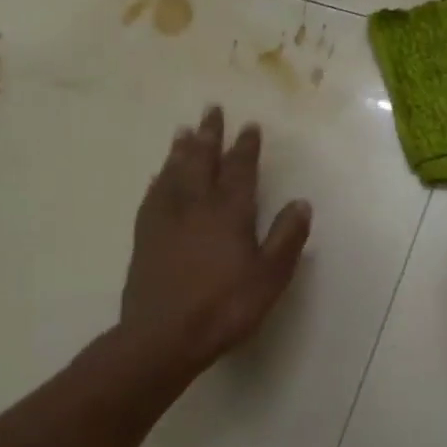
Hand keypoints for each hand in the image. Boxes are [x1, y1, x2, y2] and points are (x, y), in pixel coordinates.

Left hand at [122, 107, 312, 367]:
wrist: (164, 336)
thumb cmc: (225, 307)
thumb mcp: (270, 276)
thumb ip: (286, 238)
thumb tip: (301, 202)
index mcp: (230, 214)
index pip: (240, 171)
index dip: (245, 148)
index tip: (249, 126)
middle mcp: (196, 207)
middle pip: (202, 162)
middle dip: (209, 135)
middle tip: (211, 110)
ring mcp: (166, 221)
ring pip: (174, 174)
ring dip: (181, 151)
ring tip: (183, 131)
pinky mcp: (145, 238)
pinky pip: (152, 197)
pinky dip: (158, 181)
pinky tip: (158, 176)